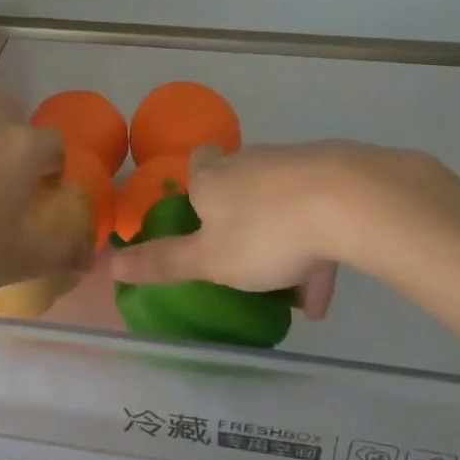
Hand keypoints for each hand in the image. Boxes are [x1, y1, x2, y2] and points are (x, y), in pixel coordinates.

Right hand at [104, 142, 459, 320]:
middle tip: (243, 258)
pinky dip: (317, 249)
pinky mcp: (336, 178)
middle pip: (240, 184)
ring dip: (283, 243)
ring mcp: (295, 166)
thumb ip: (162, 263)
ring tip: (293, 296)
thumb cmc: (264, 231)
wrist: (350, 201)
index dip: (195, 183)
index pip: (197, 164)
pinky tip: (324, 295)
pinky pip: (318, 216)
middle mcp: (250, 164)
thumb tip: (109, 264)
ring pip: (282, 205)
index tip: (199, 211)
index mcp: (214, 178)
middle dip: (241, 219)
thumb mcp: (208, 260)